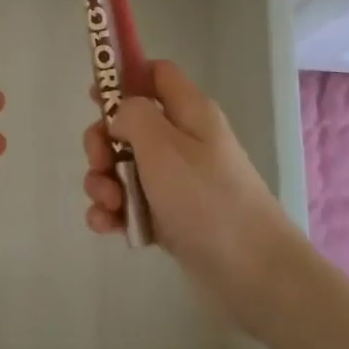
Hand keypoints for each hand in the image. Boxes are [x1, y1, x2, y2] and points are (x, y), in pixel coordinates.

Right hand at [82, 59, 294, 322]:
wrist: (253, 274)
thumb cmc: (206, 198)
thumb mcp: (162, 145)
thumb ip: (132, 115)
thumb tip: (120, 115)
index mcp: (189, 112)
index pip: (156, 73)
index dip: (124, 76)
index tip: (95, 96)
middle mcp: (183, 141)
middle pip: (129, 124)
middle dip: (103, 142)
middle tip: (100, 162)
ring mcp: (176, 182)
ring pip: (123, 167)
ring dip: (103, 182)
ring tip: (109, 204)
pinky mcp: (169, 218)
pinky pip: (129, 204)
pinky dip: (113, 212)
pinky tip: (107, 226)